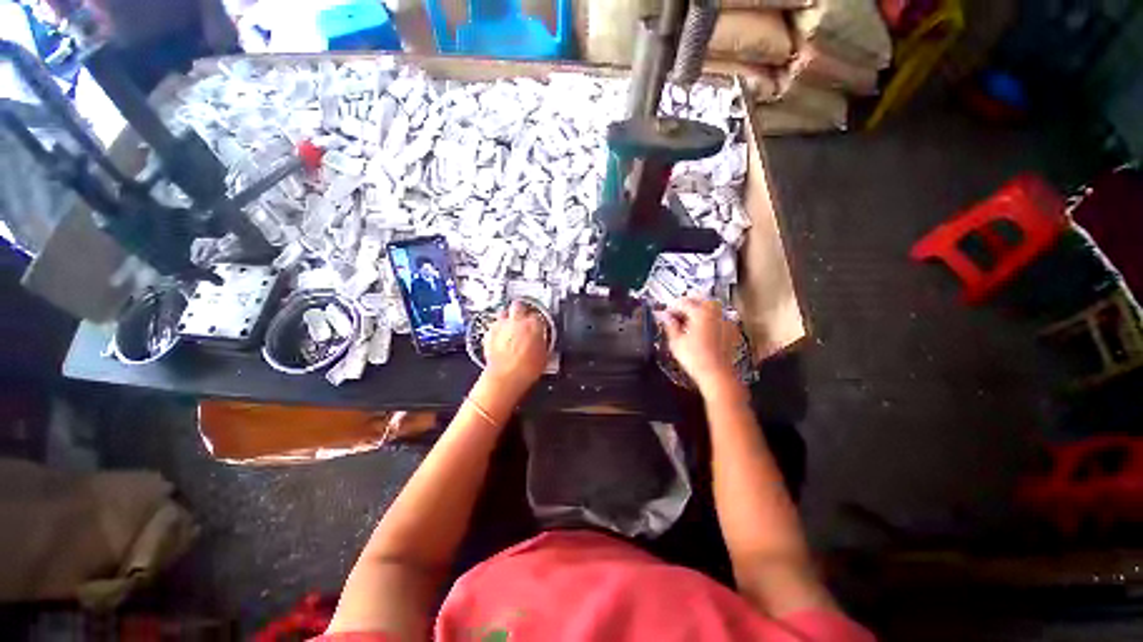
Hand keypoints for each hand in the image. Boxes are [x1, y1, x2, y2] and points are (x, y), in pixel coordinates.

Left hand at [482, 301, 549, 397]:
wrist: (505, 377)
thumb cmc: (525, 369)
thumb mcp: (545, 356)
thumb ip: (543, 342)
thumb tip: (543, 342)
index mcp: (534, 324)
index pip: (538, 315)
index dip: (539, 320)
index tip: (539, 325)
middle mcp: (516, 321)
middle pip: (519, 305)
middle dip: (521, 308)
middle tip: (524, 315)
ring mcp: (501, 326)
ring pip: (503, 312)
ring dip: (507, 317)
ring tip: (511, 325)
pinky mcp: (489, 334)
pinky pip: (493, 326)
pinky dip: (496, 329)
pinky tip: (500, 337)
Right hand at [658, 297, 741, 394]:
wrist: (717, 375)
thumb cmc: (695, 359)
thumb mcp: (676, 342)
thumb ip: (670, 326)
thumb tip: (665, 317)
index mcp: (699, 313)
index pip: (683, 302)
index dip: (672, 306)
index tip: (665, 312)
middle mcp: (714, 314)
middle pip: (700, 300)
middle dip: (688, 303)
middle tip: (677, 312)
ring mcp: (724, 322)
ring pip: (711, 307)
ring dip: (699, 309)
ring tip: (688, 319)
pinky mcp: (729, 332)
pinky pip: (718, 318)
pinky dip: (709, 319)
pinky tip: (701, 328)